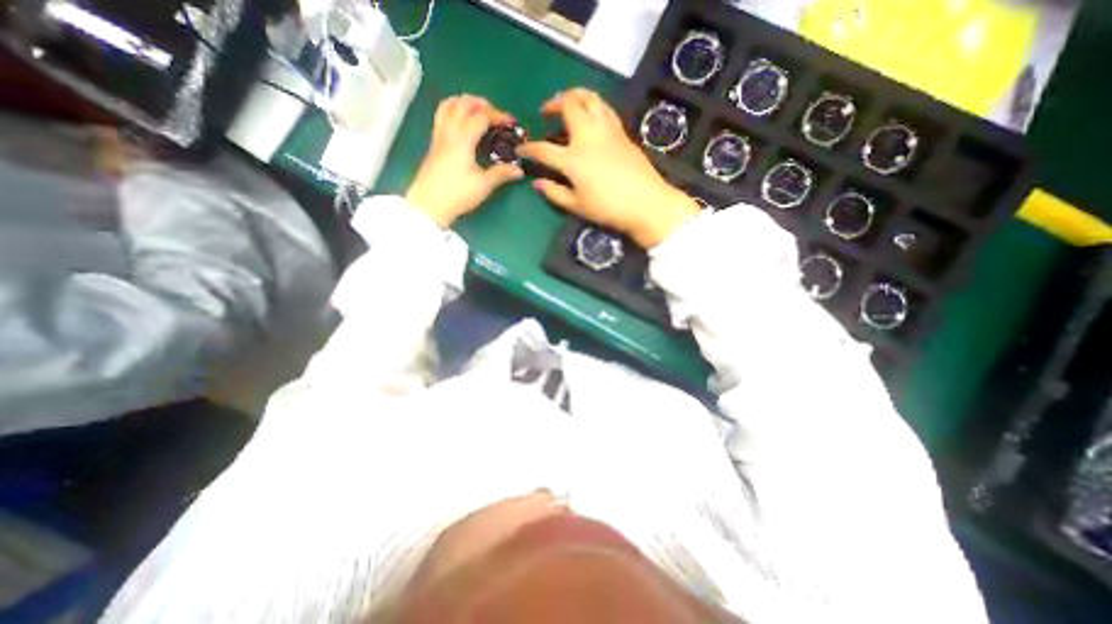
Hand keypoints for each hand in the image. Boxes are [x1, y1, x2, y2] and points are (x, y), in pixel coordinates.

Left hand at [407, 96, 525, 227]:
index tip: (512, 123)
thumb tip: (519, 170)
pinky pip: (442, 116)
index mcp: (462, 139)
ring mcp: (438, 137)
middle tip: (496, 114)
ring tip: (478, 112)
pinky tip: (462, 125)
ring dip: (464, 103)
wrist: (428, 205)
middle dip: (481, 103)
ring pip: (448, 106)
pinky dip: (454, 111)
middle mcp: (449, 132)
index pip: (481, 116)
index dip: (498, 115)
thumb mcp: (483, 185)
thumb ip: (501, 173)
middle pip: (462, 104)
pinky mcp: (434, 145)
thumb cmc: (457, 194)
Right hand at [515, 89, 691, 248]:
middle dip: (553, 103)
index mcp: (573, 159)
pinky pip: (605, 108)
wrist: (646, 203)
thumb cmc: (609, 208)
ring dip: (575, 94)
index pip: (543, 149)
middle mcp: (588, 137)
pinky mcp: (622, 132)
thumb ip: (555, 193)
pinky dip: (593, 105)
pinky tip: (591, 116)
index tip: (521, 150)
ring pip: (590, 97)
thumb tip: (537, 183)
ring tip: (568, 102)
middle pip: (568, 105)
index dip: (529, 149)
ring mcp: (607, 131)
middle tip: (547, 111)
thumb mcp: (577, 206)